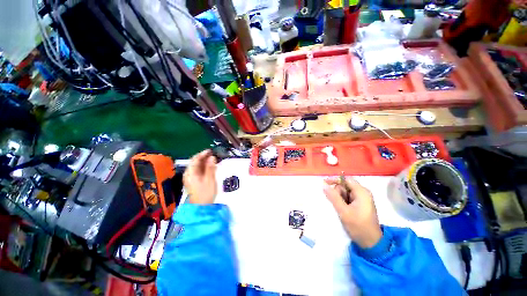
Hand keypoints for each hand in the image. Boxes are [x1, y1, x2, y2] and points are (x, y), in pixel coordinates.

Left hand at [184, 150, 217, 203]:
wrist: (201, 207)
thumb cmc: (205, 193)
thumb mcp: (210, 179)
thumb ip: (211, 167)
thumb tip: (212, 157)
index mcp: (190, 173)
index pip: (195, 160)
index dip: (202, 154)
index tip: (210, 151)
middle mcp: (188, 174)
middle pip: (195, 163)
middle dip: (203, 158)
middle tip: (213, 155)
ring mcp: (190, 178)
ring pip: (196, 167)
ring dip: (204, 162)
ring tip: (213, 160)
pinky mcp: (193, 182)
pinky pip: (198, 171)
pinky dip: (204, 167)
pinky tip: (210, 167)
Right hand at [323, 177, 381, 248]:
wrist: (371, 243)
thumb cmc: (358, 226)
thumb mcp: (343, 211)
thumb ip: (333, 197)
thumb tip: (323, 184)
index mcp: (362, 192)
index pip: (346, 179)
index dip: (335, 180)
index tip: (324, 183)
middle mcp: (363, 193)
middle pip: (345, 185)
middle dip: (338, 192)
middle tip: (337, 204)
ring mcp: (362, 199)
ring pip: (345, 192)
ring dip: (340, 198)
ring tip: (341, 209)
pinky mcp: (360, 204)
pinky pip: (348, 198)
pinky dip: (342, 201)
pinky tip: (342, 209)